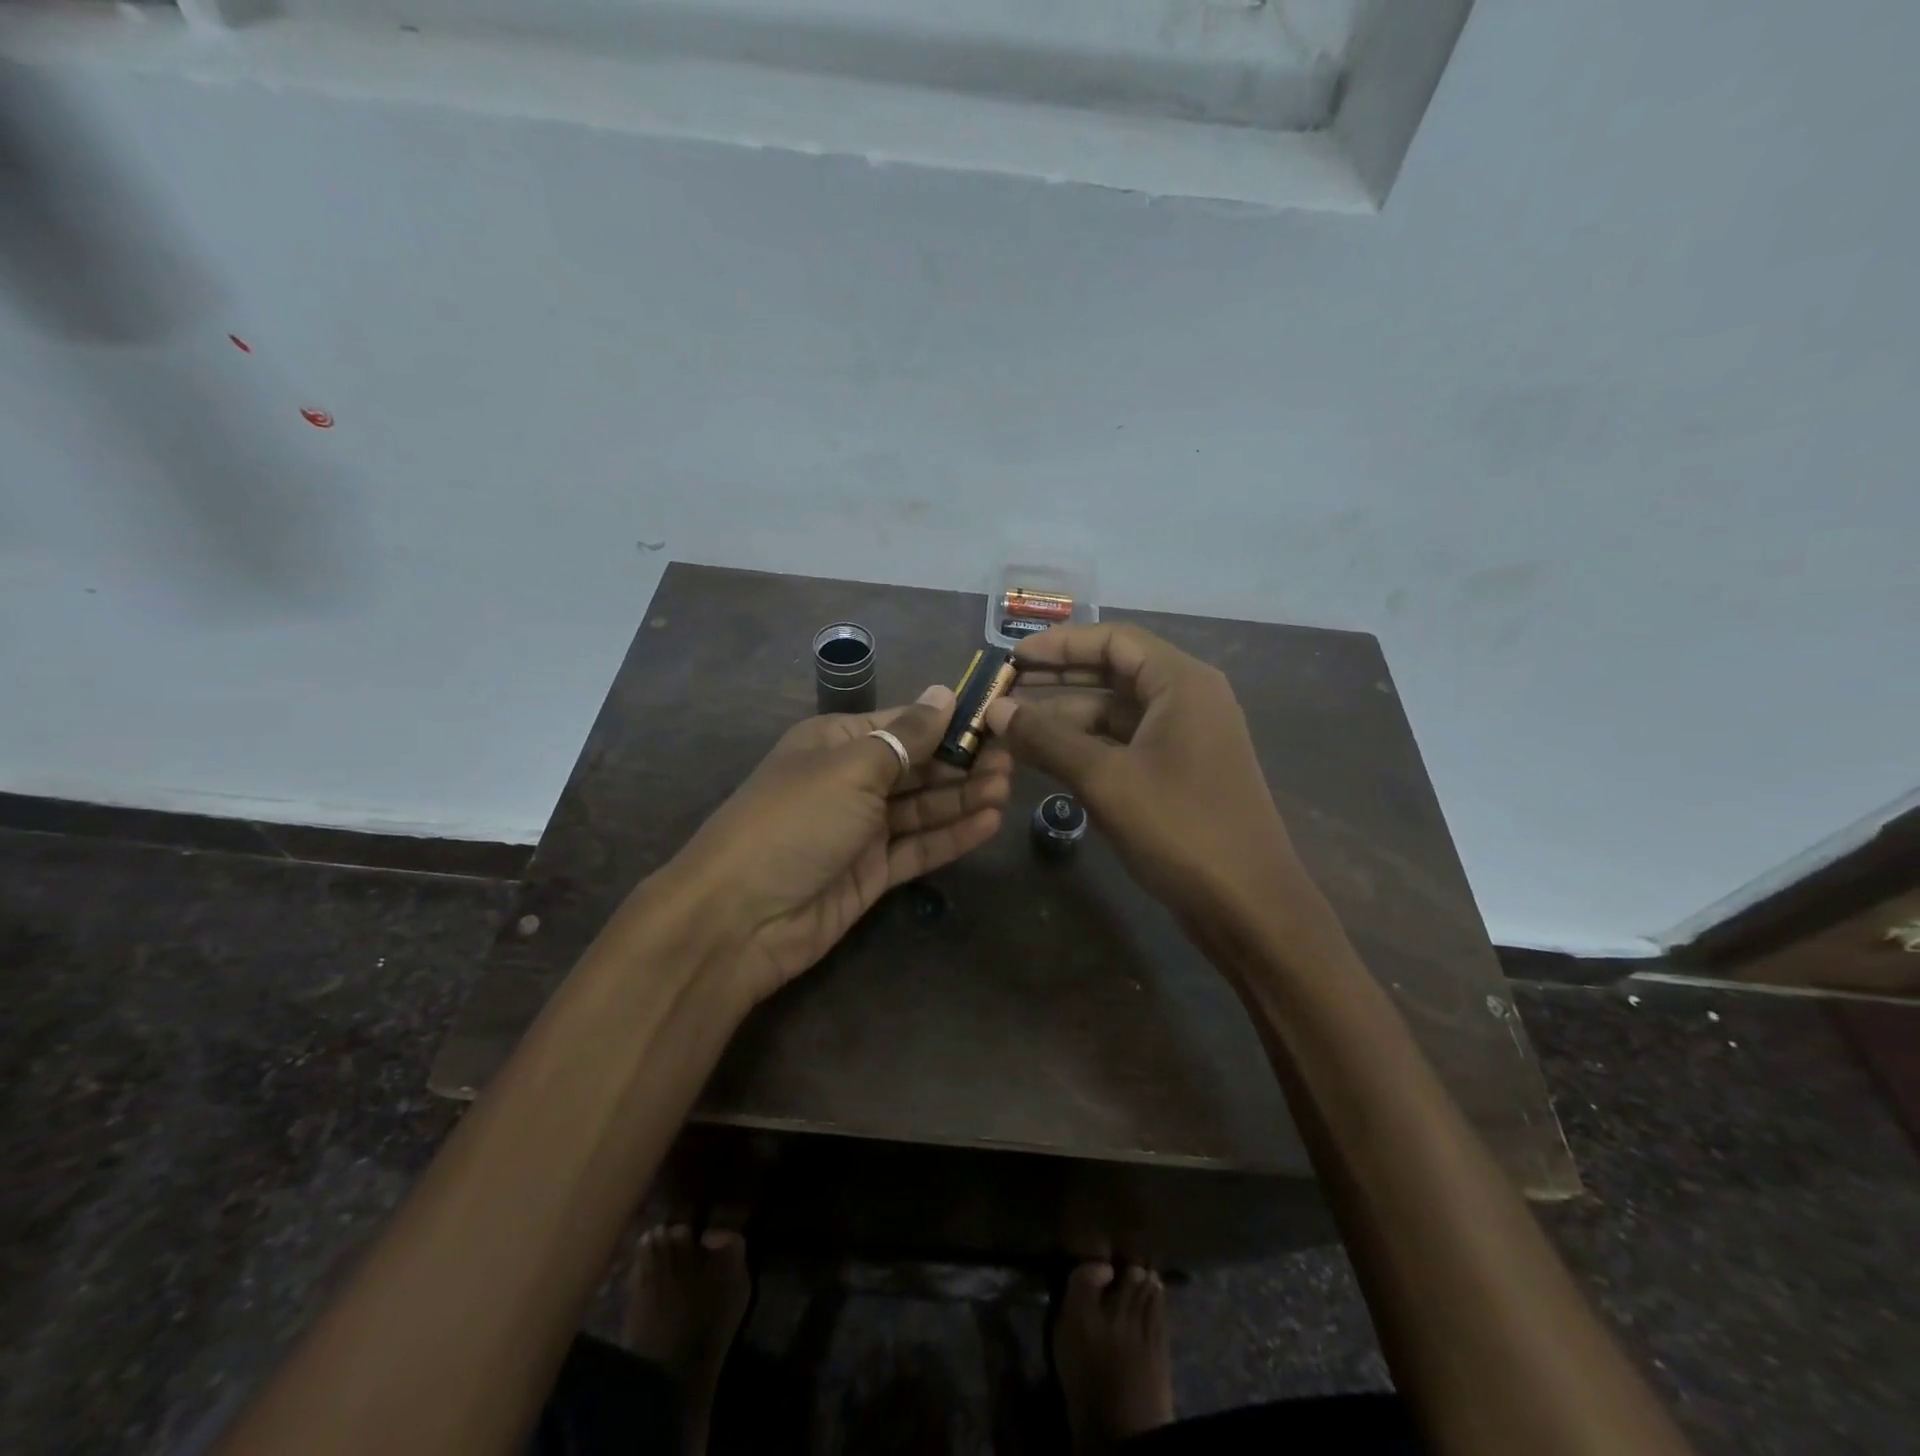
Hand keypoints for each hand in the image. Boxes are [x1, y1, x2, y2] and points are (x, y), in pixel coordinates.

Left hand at [667, 685, 1011, 1004]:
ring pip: (923, 807)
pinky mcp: (872, 872)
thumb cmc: (796, 821)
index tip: (996, 717)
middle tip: (1013, 759)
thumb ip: (906, 737)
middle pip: (917, 766)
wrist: (740, 918)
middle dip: (963, 761)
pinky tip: (990, 822)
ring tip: (1008, 787)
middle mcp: (851, 781)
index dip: (948, 720)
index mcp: (836, 743)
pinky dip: (952, 835)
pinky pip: (919, 847)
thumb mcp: (853, 768)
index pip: (903, 723)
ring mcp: (861, 829)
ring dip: (964, 797)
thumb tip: (944, 693)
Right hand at [983, 624, 1319, 931]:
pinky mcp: (1179, 774)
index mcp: (1181, 683)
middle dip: (1057, 680)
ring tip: (1012, 729)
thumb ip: (1047, 738)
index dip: (1059, 644)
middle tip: (1005, 689)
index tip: (1012, 658)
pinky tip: (1046, 760)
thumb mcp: (1105, 779)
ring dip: (1066, 719)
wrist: (1248, 905)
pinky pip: (1124, 745)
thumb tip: (995, 710)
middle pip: (1113, 673)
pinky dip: (1086, 748)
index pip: (1114, 640)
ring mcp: (1185, 739)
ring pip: (1115, 714)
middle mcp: (1187, 700)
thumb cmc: (1181, 828)